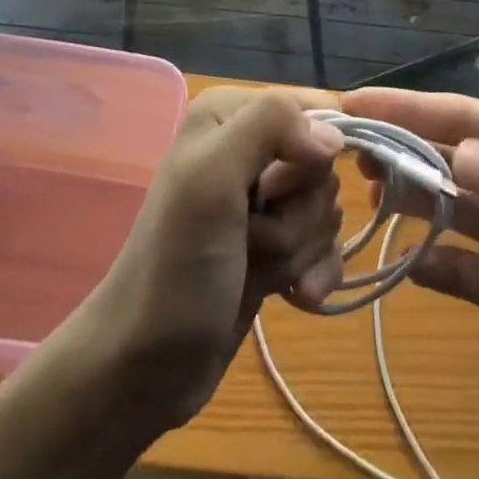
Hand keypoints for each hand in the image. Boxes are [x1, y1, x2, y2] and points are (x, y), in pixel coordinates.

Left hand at [67, 87, 345, 431]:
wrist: (144, 371)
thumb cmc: (175, 267)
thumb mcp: (211, 178)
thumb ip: (270, 127)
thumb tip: (334, 136)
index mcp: (231, 114)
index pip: (314, 107)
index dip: (316, 152)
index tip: (279, 193)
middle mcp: (249, 146)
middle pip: (321, 165)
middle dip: (297, 211)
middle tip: (250, 237)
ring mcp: (263, 199)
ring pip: (325, 206)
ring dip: (299, 246)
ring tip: (255, 268)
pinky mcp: (275, 243)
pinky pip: (327, 243)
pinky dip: (317, 270)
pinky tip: (295, 296)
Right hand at [340, 90, 478, 435]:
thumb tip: (460, 155)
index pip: (461, 117)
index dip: (406, 107)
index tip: (351, 103)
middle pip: (443, 157)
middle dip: (395, 149)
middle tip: (342, 154)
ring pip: (443, 209)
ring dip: (405, 201)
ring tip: (362, 201)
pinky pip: (459, 273)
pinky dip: (428, 267)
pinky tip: (402, 268)